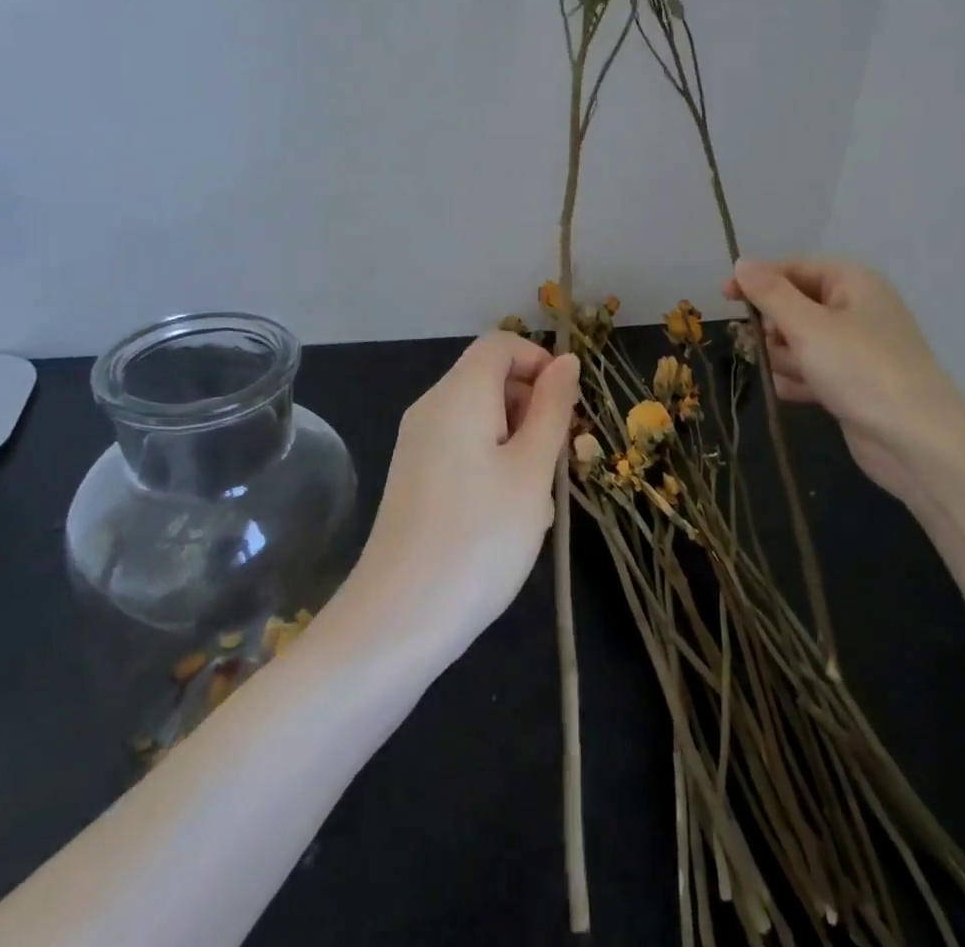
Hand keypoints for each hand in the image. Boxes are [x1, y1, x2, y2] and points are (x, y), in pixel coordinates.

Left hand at [347, 331, 580, 660]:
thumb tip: (565, 361)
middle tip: (555, 463)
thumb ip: (552, 409)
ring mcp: (417, 443)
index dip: (539, 362)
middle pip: (490, 378)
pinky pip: (462, 447)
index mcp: (459, 395)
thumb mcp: (531, 470)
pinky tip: (503, 516)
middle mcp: (431, 407)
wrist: (398, 621)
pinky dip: (492, 463)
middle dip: (532, 407)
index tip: (566, 409)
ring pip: (481, 417)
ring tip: (532, 499)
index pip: (501, 344)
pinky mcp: (414, 476)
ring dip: (517, 442)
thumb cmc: (480, 539)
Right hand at [727, 257, 964, 500]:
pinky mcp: (851, 383)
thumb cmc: (860, 370)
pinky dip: (800, 381)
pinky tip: (799, 395)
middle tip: (769, 347)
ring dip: (786, 359)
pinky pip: (810, 371)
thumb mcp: (808, 326)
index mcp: (852, 283)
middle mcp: (854, 309)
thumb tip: (742, 262)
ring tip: (798, 377)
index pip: (793, 269)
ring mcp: (854, 349)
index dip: (758, 281)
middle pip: (793, 307)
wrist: (917, 443)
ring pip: (797, 342)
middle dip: (775, 329)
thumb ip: (770, 293)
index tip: (724, 298)